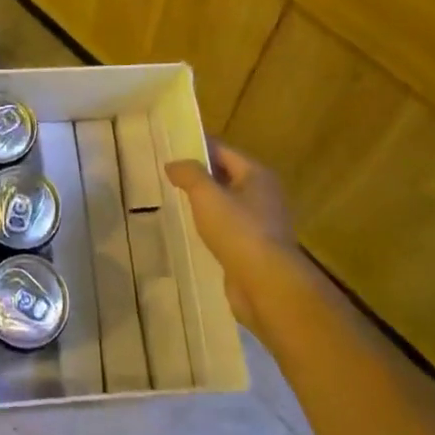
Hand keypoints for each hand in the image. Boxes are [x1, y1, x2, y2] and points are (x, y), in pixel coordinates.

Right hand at [165, 140, 303, 338]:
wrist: (268, 287)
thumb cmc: (239, 231)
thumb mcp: (207, 195)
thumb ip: (189, 174)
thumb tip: (173, 164)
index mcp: (257, 175)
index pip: (222, 151)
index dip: (196, 148)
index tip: (170, 150)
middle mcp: (264, 196)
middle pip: (226, 177)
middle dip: (198, 178)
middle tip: (166, 178)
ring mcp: (261, 225)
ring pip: (226, 206)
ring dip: (204, 206)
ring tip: (173, 204)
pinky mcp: (254, 252)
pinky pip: (228, 232)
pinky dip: (211, 230)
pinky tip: (190, 234)